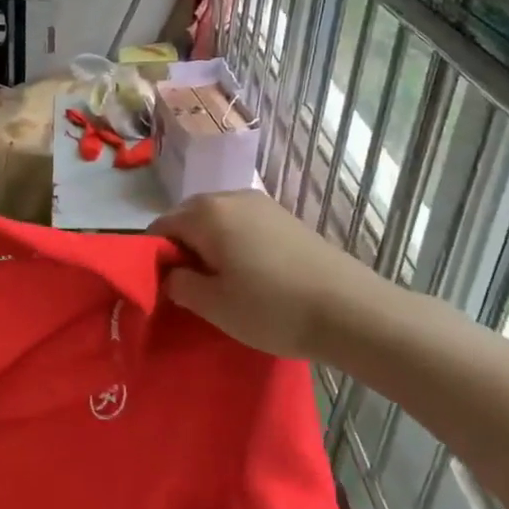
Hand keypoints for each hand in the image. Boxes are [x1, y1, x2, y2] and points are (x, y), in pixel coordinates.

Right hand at [150, 190, 390, 360]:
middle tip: (192, 289)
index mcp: (206, 212)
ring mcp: (263, 205)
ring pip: (217, 222)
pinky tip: (250, 277)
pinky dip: (235, 246)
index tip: (165, 289)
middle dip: (183, 250)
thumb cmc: (272, 308)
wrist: (353, 311)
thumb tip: (169, 273)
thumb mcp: (213, 305)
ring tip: (222, 285)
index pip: (160, 227)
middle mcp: (231, 196)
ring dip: (210, 248)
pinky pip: (243, 226)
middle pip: (188, 219)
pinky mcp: (287, 219)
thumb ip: (178, 284)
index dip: (155, 258)